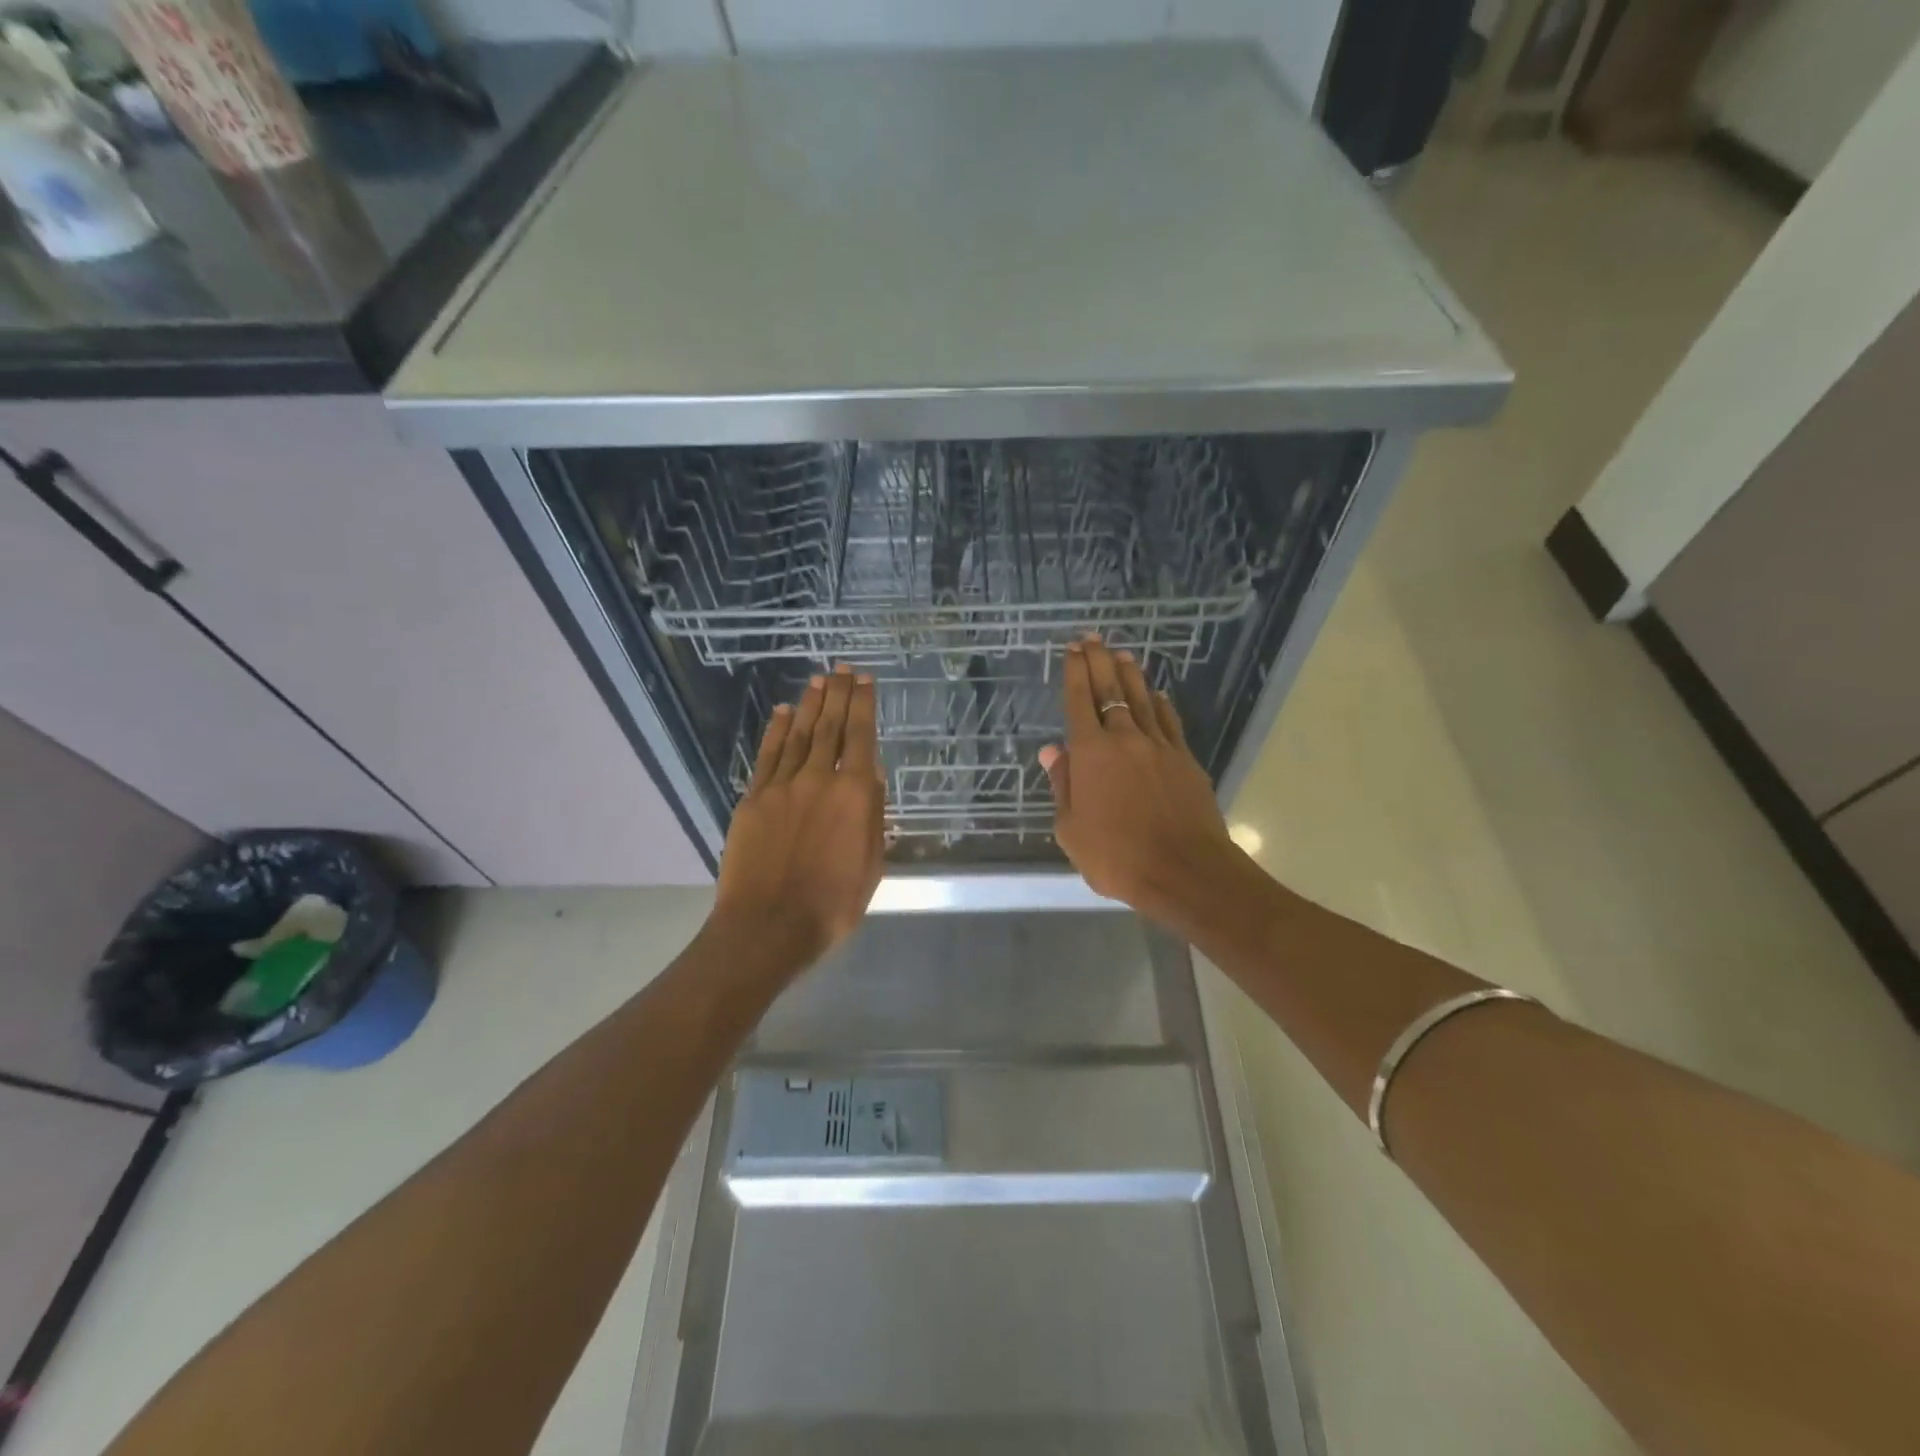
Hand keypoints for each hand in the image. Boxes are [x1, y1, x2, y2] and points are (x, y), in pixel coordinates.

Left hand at [712, 664, 885, 965]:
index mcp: (853, 795)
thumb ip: (872, 815)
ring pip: (799, 735)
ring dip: (810, 705)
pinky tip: (783, 713)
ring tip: (818, 681)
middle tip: (843, 669)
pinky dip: (776, 731)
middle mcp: (818, 779)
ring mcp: (781, 786)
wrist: (768, 926)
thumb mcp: (871, 864)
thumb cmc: (832, 904)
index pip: (860, 736)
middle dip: (838, 695)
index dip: (863, 705)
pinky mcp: (753, 799)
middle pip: (829, 726)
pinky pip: (767, 756)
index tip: (866, 680)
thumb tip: (870, 774)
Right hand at [1040, 637, 1240, 922]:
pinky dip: (1160, 705)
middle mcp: (1124, 739)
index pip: (1078, 702)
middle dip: (1098, 661)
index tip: (1071, 650)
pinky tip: (1157, 695)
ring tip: (1122, 654)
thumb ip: (1063, 786)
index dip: (1073, 673)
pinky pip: (1169, 722)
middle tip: (1092, 638)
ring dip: (1130, 674)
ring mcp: (1159, 746)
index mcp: (1090, 754)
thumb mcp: (1071, 829)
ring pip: (1141, 699)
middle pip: (1110, 689)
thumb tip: (1052, 752)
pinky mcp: (1185, 759)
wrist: (1184, 870)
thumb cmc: (1116, 856)